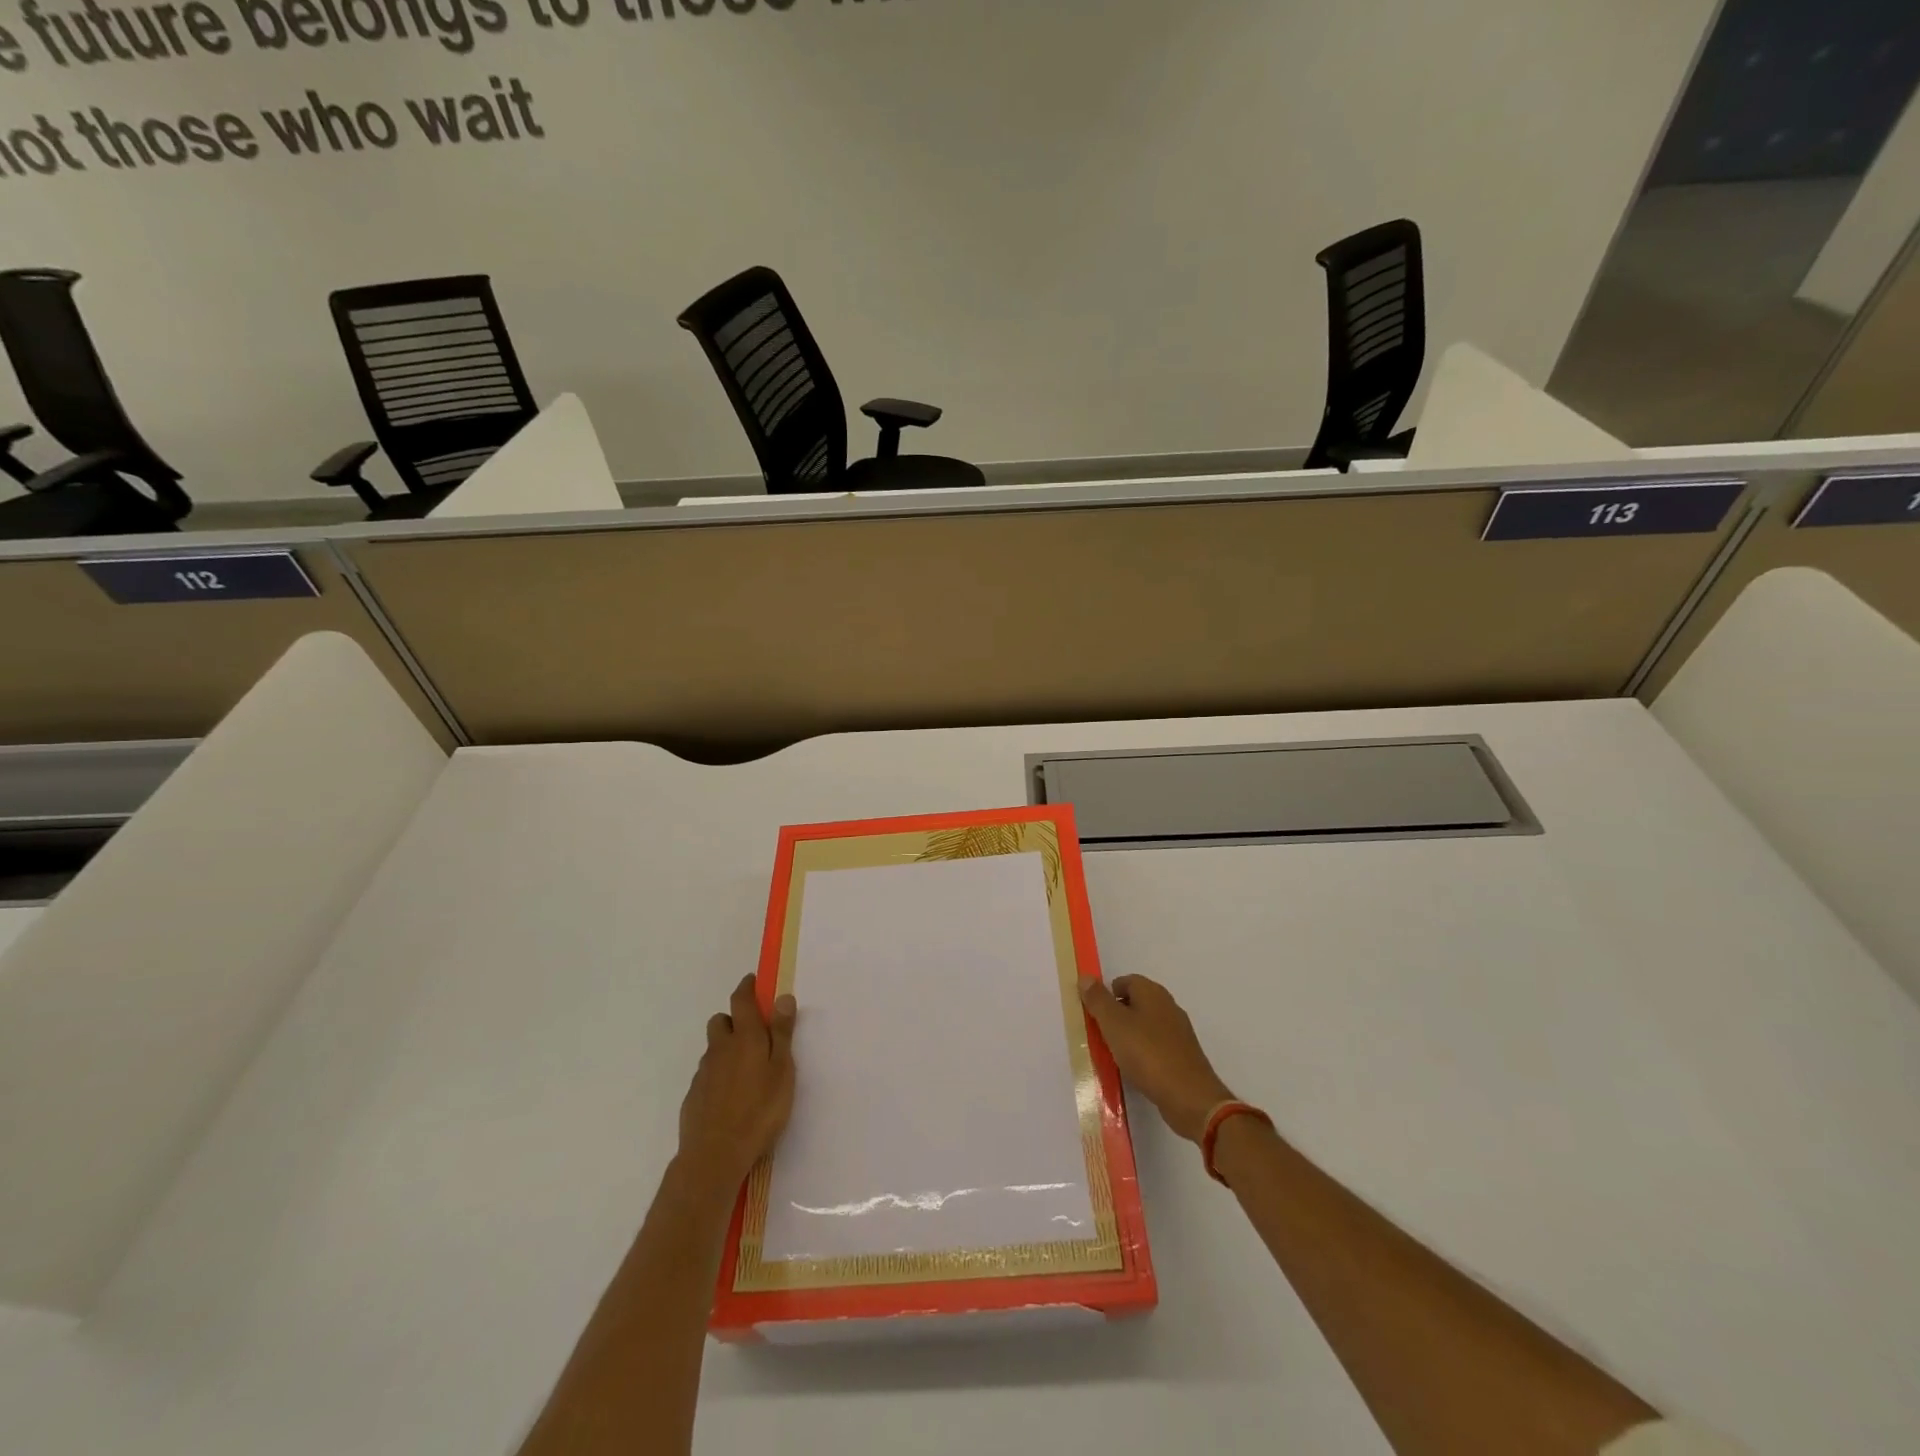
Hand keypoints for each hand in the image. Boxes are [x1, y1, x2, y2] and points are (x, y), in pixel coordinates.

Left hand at [677, 975, 796, 1193]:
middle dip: (734, 1019)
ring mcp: (704, 1072)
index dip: (747, 987)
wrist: (714, 1155)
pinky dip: (718, 1074)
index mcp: (745, 1038)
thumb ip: (782, 1034)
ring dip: (726, 1048)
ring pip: (713, 1048)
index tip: (753, 982)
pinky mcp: (694, 1095)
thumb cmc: (759, 1110)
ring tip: (745, 1069)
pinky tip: (730, 1095)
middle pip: (721, 1020)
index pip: (741, 1000)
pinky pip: (707, 1073)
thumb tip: (782, 997)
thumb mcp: (782, 1071)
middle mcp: (720, 1048)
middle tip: (753, 1034)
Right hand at [1079, 974, 1234, 1143]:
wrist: (1190, 1098)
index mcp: (1153, 993)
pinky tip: (1134, 1070)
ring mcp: (1178, 1033)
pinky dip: (1142, 1054)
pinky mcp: (1183, 1057)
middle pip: (1136, 1003)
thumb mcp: (1114, 1024)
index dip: (1107, 994)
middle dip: (1116, 1016)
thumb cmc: (1148, 1054)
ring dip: (1128, 1037)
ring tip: (1113, 1055)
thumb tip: (1085, 977)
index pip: (1125, 981)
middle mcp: (1168, 1007)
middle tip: (1099, 1034)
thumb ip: (1098, 1000)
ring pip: (1145, 1026)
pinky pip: (1155, 1047)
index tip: (1093, 1015)